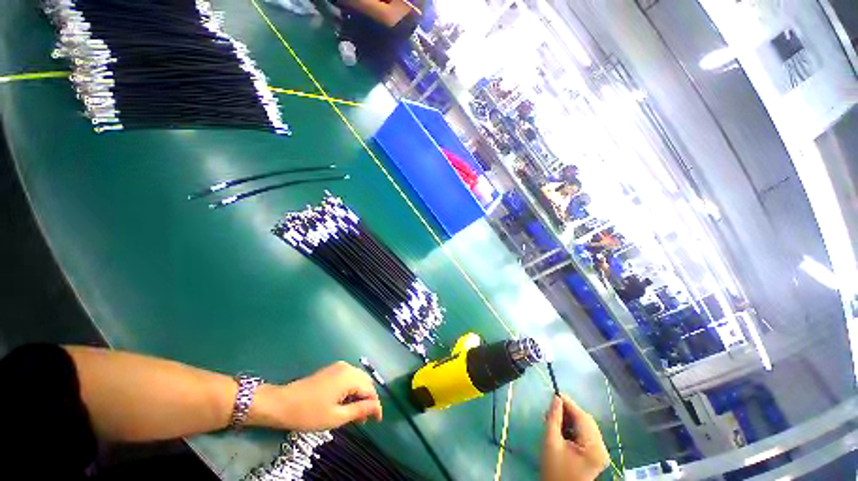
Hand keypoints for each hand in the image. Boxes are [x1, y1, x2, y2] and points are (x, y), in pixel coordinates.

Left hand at [250, 361, 382, 430]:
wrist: (281, 403)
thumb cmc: (308, 413)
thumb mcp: (336, 417)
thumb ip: (359, 411)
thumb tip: (376, 408)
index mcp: (349, 377)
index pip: (370, 390)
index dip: (375, 406)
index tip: (376, 421)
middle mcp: (347, 368)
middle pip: (366, 382)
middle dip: (368, 400)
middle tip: (364, 419)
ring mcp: (338, 367)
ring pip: (358, 380)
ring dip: (360, 395)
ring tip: (355, 414)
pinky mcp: (331, 370)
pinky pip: (349, 377)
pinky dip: (351, 390)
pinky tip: (345, 403)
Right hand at [541, 395, 609, 480]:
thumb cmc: (554, 469)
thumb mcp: (551, 442)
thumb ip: (554, 418)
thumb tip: (556, 398)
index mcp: (594, 447)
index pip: (583, 418)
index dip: (569, 404)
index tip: (554, 394)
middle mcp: (602, 448)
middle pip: (586, 421)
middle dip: (569, 412)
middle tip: (551, 408)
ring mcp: (600, 452)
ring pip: (585, 426)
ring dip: (570, 419)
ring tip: (554, 419)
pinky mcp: (595, 454)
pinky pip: (585, 433)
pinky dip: (574, 427)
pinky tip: (562, 428)